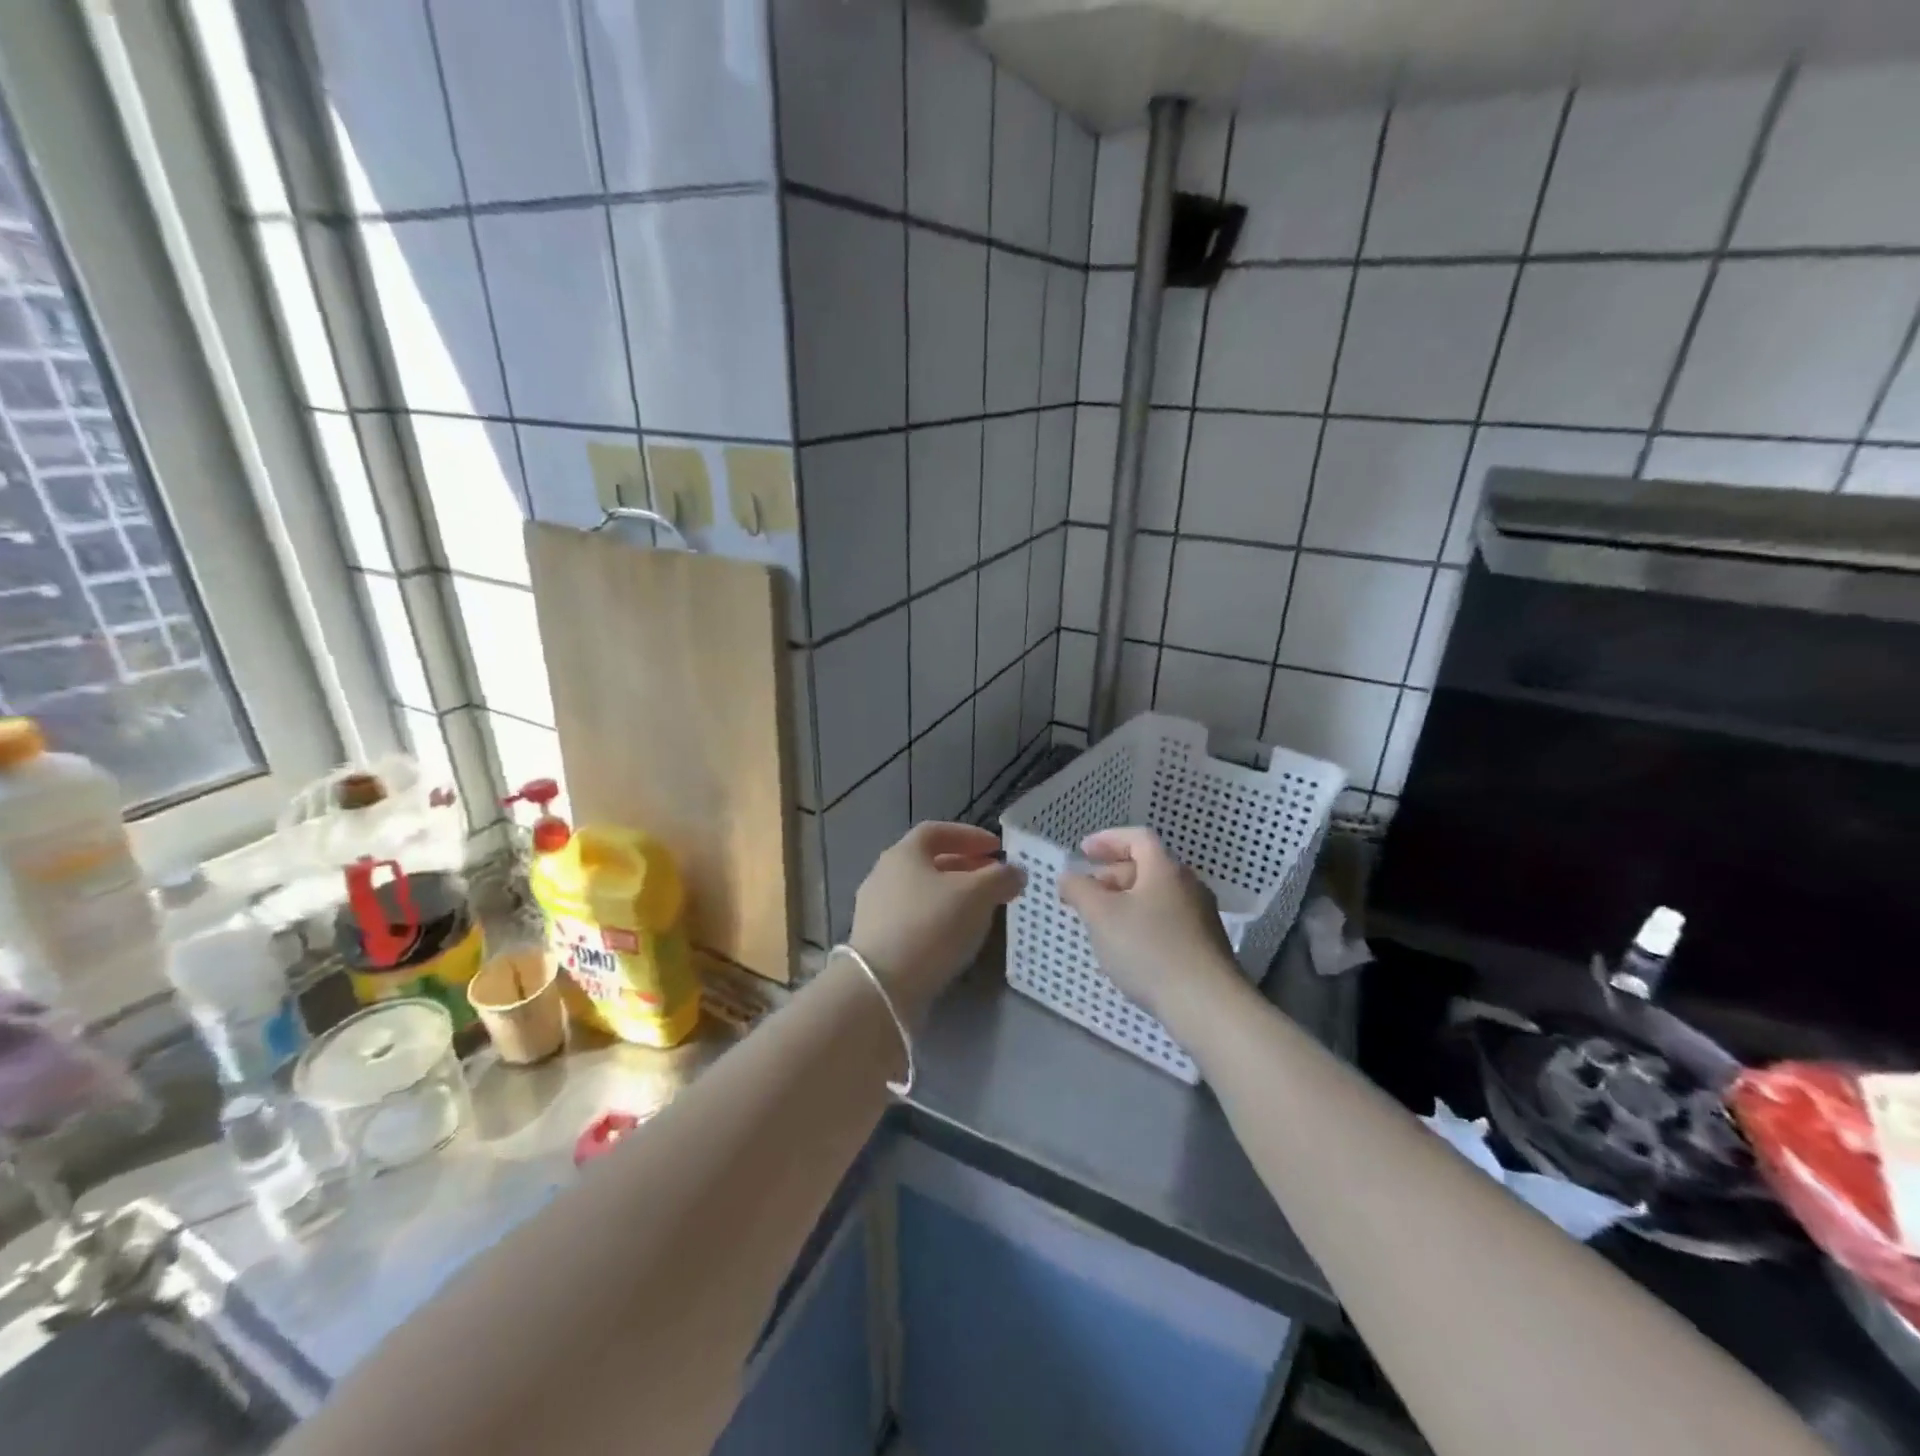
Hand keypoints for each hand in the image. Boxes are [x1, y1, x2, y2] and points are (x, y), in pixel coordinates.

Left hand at [850, 822, 1025, 1020]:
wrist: (882, 986)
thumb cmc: (931, 925)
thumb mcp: (976, 895)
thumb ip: (1000, 878)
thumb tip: (1015, 872)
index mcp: (903, 853)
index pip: (937, 831)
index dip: (970, 836)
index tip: (997, 848)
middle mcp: (884, 874)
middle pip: (929, 862)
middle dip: (965, 867)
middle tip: (994, 879)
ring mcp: (876, 909)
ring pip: (922, 892)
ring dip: (953, 895)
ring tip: (981, 910)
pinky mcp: (876, 941)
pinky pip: (914, 919)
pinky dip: (938, 919)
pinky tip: (956, 937)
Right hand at [1058, 827, 1240, 1028]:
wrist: (1206, 1004)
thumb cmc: (1148, 949)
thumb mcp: (1100, 916)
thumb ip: (1079, 890)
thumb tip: (1069, 876)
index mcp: (1165, 869)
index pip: (1137, 838)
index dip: (1107, 839)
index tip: (1083, 851)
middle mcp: (1188, 885)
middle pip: (1147, 866)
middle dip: (1112, 874)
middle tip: (1086, 892)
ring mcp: (1201, 916)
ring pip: (1156, 896)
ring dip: (1126, 901)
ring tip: (1102, 922)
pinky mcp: (1205, 945)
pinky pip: (1167, 920)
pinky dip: (1142, 922)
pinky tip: (1129, 948)